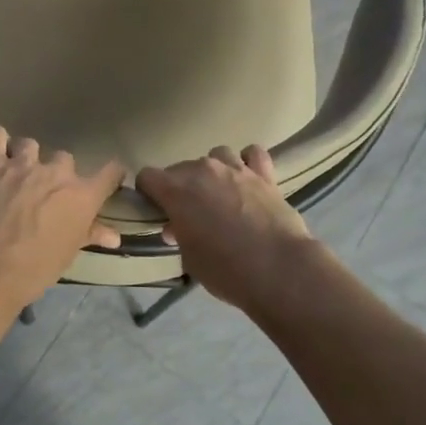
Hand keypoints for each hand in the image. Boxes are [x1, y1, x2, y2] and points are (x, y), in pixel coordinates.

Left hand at [0, 128, 124, 309]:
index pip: (110, 172)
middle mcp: (58, 172)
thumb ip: (90, 235)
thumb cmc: (36, 266)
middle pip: (65, 158)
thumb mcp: (68, 254)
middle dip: (57, 172)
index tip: (111, 177)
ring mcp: (24, 164)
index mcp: (83, 196)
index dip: (112, 173)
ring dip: (26, 156)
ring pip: (30, 145)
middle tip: (46, 190)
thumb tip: (114, 237)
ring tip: (18, 171)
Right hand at [137, 145, 318, 312]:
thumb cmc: (225, 270)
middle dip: (180, 188)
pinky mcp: (265, 175)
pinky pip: (252, 154)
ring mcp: (235, 169)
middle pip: (180, 167)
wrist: (278, 269)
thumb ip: (179, 235)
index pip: (147, 176)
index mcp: (176, 190)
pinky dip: (248, 162)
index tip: (155, 210)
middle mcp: (202, 171)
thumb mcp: (189, 258)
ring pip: (216, 155)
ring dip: (213, 171)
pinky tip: (248, 177)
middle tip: (190, 215)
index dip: (148, 193)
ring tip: (219, 193)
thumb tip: (178, 226)